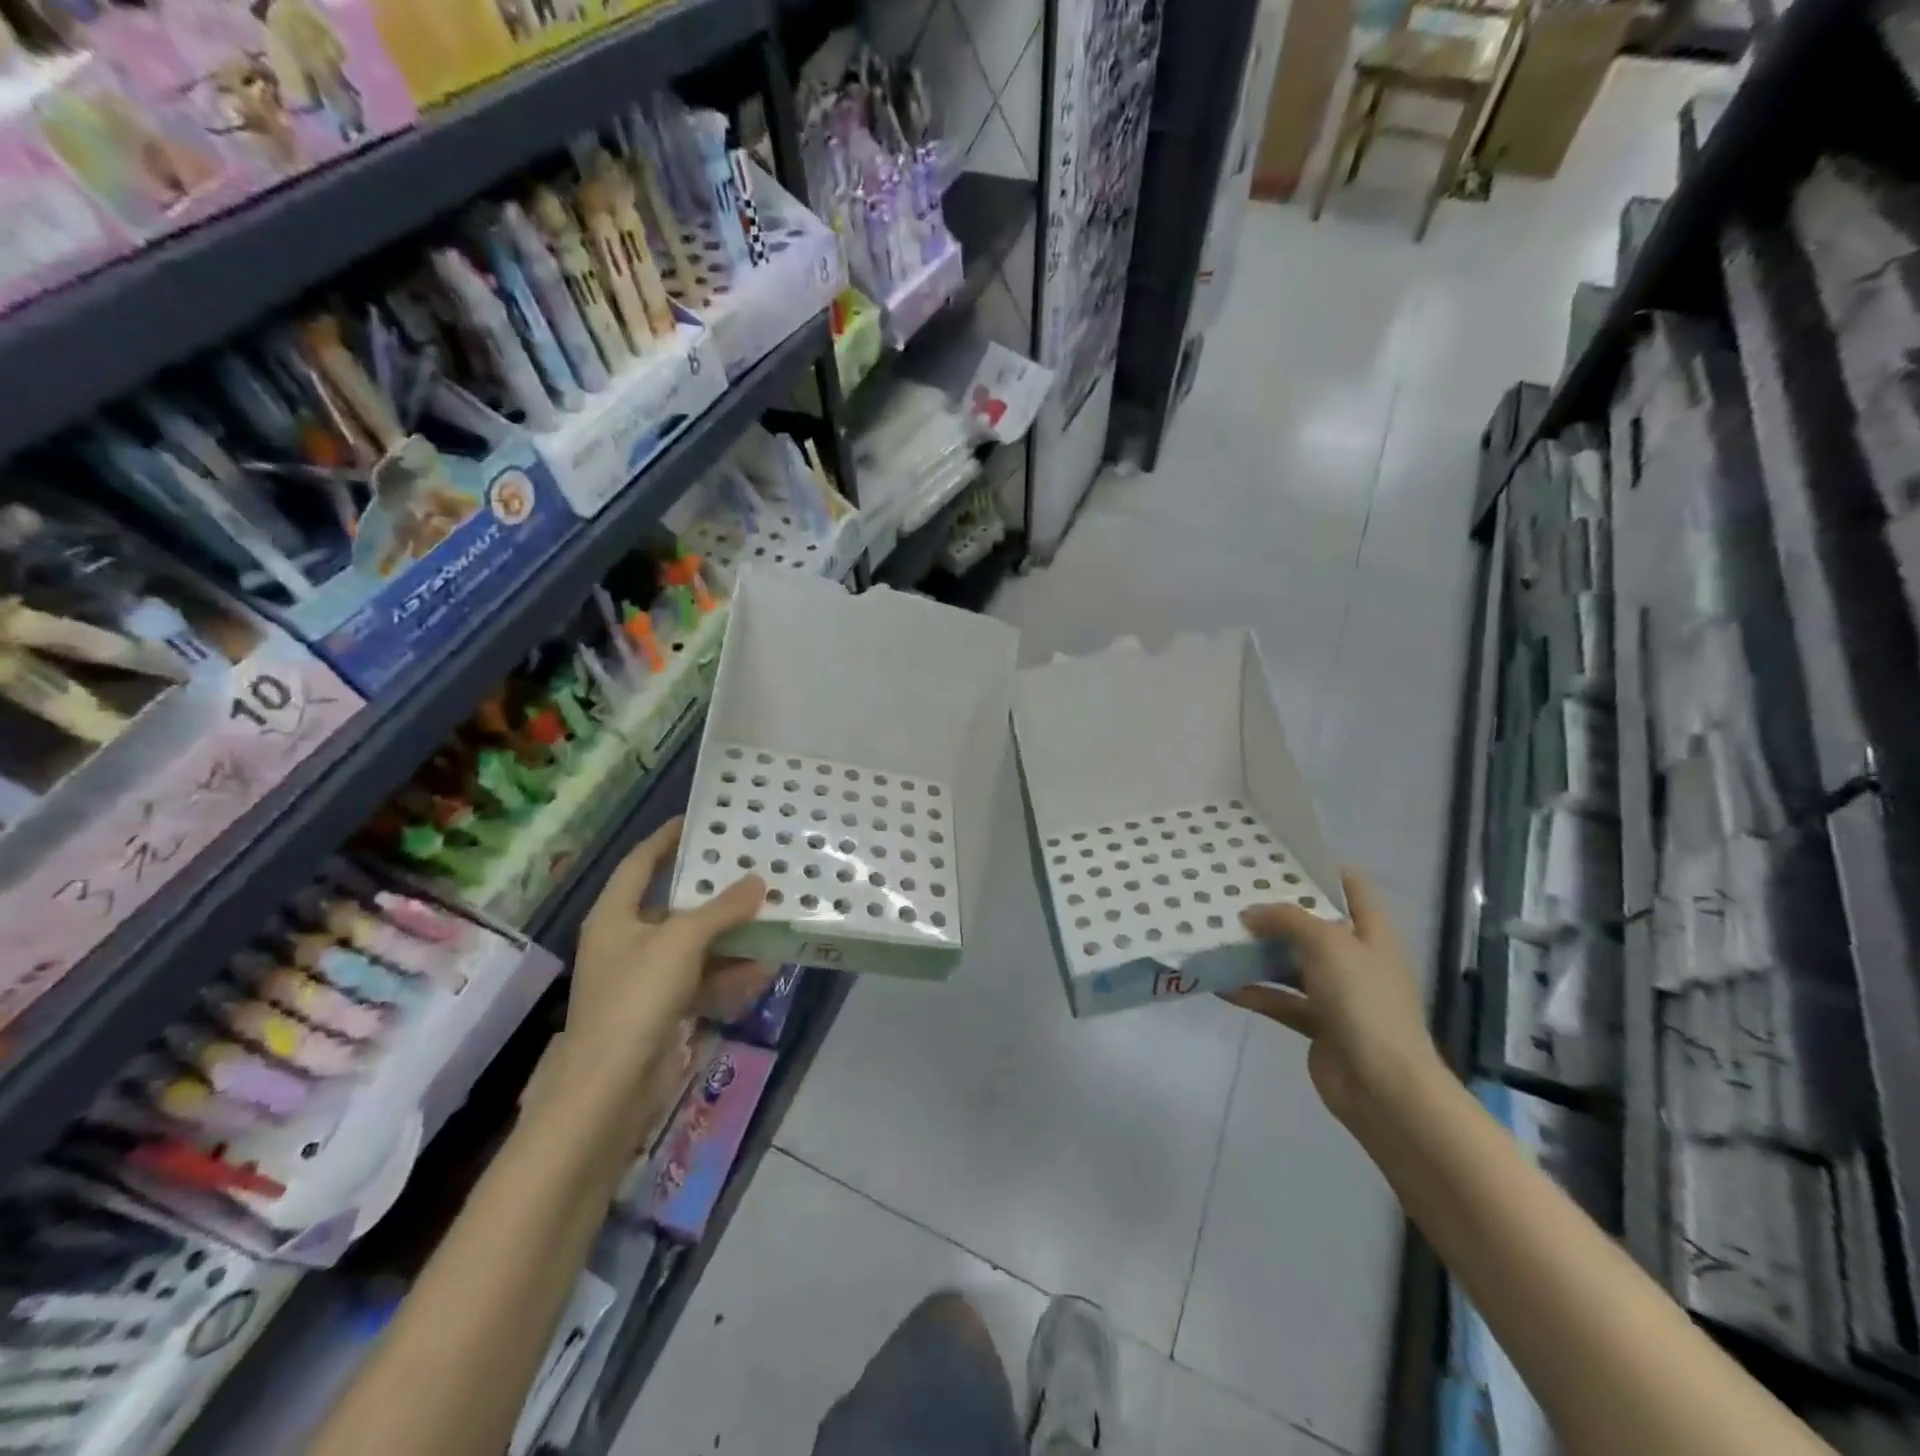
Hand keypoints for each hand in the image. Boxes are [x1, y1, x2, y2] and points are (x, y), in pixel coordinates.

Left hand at [549, 818, 770, 1117]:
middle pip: (675, 904)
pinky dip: (731, 972)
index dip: (667, 838)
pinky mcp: (663, 1008)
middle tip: (753, 868)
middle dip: (715, 891)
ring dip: (732, 935)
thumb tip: (758, 881)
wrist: (610, 1089)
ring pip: (696, 944)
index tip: (700, 819)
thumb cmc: (636, 998)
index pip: (640, 862)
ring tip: (772, 917)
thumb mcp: (681, 942)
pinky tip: (766, 967)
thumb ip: (721, 909)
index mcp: (615, 915)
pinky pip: (703, 978)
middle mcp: (628, 940)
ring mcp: (645, 977)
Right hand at [1222, 870, 1438, 1124]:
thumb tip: (1250, 913)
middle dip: (1278, 911)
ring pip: (1292, 963)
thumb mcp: (1327, 944)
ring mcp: (1337, 994)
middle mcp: (1356, 959)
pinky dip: (1255, 993)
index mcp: (1371, 933)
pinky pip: (1280, 1000)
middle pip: (1315, 925)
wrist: (1383, 1086)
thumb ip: (1287, 919)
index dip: (1323, 868)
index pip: (1353, 888)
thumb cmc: (1363, 1002)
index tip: (1280, 856)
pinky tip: (1221, 985)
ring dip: (1259, 953)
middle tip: (1236, 892)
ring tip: (1220, 934)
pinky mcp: (1318, 1024)